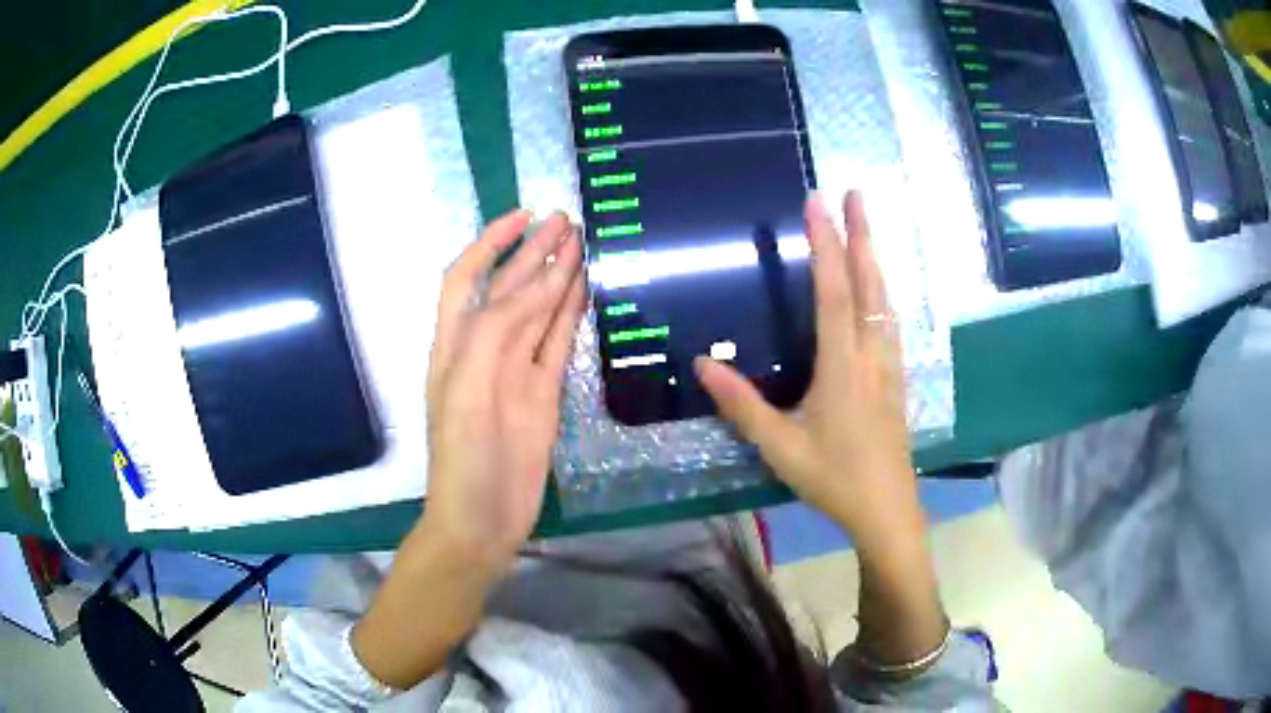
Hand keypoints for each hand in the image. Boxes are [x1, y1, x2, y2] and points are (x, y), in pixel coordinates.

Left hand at [422, 209, 584, 569]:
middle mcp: (484, 349)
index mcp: (454, 344)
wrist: (482, 517)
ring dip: (556, 276)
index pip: (468, 278)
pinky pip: (558, 343)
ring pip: (538, 311)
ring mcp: (517, 370)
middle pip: (509, 288)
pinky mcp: (544, 392)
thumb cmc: (463, 456)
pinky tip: (584, 289)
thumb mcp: (469, 389)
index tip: (523, 215)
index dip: (491, 242)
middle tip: (567, 219)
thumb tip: (538, 286)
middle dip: (533, 251)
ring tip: (582, 242)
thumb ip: (497, 333)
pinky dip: (570, 314)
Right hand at [695, 191, 919, 550]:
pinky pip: (891, 322)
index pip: (834, 292)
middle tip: (856, 194)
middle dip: (862, 234)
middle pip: (870, 284)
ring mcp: (890, 366)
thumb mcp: (780, 447)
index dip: (826, 245)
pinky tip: (880, 290)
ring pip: (886, 300)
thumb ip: (742, 405)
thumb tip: (702, 364)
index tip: (817, 204)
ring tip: (867, 228)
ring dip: (875, 258)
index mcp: (843, 366)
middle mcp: (872, 355)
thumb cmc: (834, 479)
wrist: (887, 510)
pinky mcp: (897, 380)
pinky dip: (883, 292)